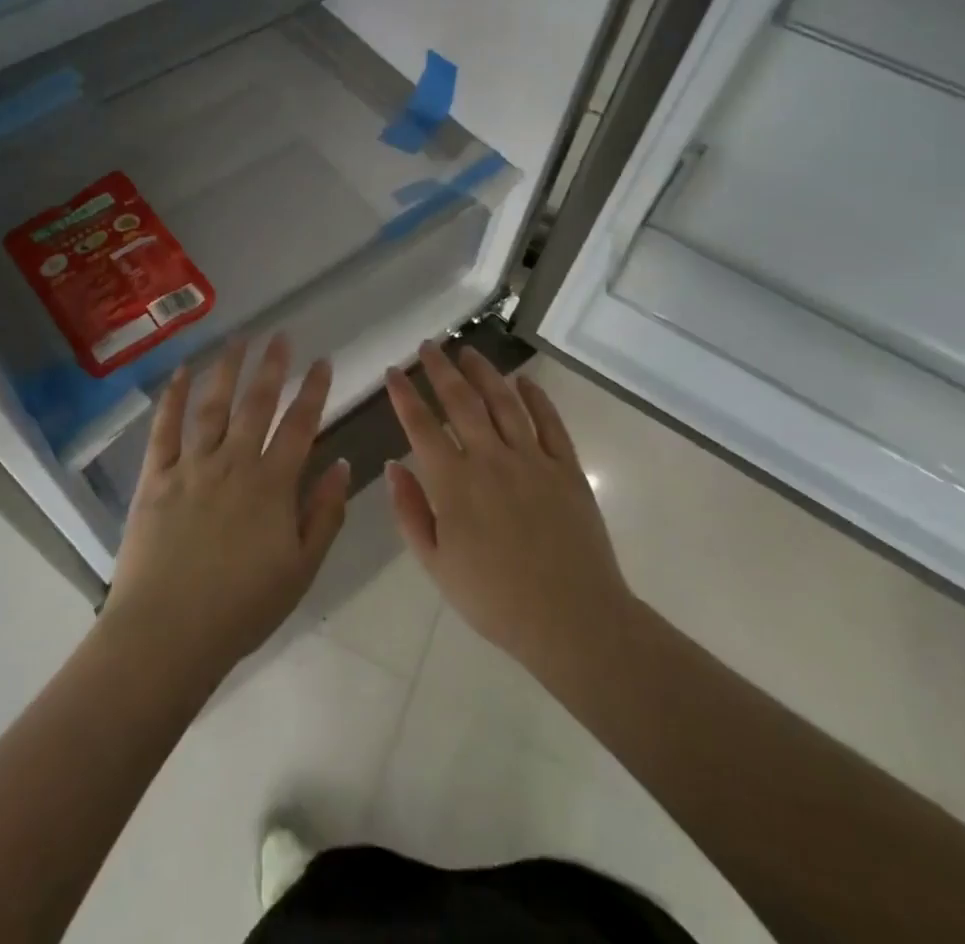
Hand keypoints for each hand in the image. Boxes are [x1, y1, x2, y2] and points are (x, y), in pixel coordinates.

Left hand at [104, 336, 349, 680]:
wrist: (167, 633)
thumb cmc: (242, 608)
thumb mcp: (301, 569)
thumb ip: (325, 514)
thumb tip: (344, 465)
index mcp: (272, 484)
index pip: (300, 425)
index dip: (314, 390)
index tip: (323, 361)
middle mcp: (233, 463)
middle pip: (257, 404)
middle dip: (272, 367)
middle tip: (281, 336)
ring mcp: (191, 466)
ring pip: (213, 405)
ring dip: (228, 369)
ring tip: (239, 340)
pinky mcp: (155, 477)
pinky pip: (164, 428)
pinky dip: (174, 397)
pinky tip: (183, 371)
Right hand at [384, 343, 635, 685]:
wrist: (571, 619)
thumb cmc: (494, 599)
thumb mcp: (436, 565)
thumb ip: (410, 512)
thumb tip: (393, 466)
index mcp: (454, 483)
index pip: (421, 425)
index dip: (404, 395)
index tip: (393, 372)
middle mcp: (490, 459)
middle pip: (461, 401)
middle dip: (440, 369)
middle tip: (428, 346)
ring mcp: (532, 459)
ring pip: (504, 401)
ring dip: (484, 372)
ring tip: (468, 351)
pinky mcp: (566, 468)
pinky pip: (549, 422)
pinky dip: (536, 397)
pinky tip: (524, 381)